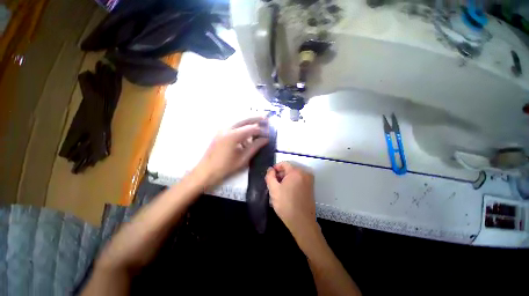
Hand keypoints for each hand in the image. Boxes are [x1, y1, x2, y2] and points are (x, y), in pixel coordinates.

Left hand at [193, 117, 268, 188]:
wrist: (206, 171)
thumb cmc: (225, 167)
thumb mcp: (243, 158)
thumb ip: (255, 147)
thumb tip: (265, 139)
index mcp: (233, 135)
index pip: (251, 128)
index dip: (261, 129)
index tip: (268, 132)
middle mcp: (227, 129)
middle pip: (244, 120)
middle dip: (256, 118)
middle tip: (266, 118)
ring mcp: (222, 130)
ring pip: (238, 122)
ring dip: (248, 123)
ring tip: (258, 125)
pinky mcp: (220, 133)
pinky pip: (233, 127)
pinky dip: (241, 128)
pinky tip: (246, 135)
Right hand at [265, 162, 319, 247]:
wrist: (302, 222)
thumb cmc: (286, 204)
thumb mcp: (273, 189)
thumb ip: (270, 176)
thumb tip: (270, 169)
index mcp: (296, 172)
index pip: (284, 164)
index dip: (275, 168)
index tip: (270, 176)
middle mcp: (305, 173)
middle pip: (289, 169)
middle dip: (280, 174)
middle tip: (273, 184)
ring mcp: (309, 181)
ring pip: (294, 175)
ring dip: (285, 179)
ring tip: (279, 189)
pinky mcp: (311, 188)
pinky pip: (299, 180)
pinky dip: (292, 183)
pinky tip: (287, 192)